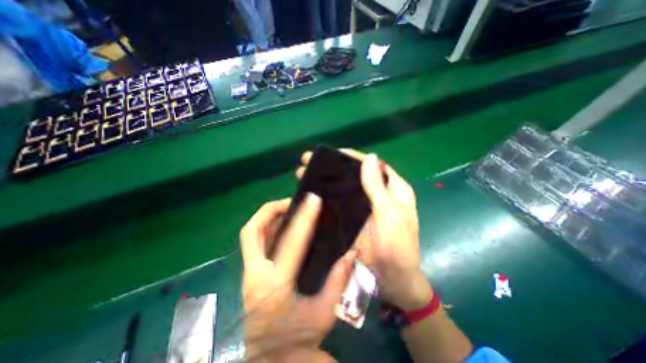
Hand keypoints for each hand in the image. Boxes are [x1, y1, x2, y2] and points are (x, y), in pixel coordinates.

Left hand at [241, 195, 354, 360]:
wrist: (271, 362)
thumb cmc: (298, 338)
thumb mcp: (325, 311)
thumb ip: (338, 279)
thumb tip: (351, 252)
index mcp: (276, 285)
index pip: (291, 241)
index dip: (304, 217)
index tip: (313, 200)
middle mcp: (255, 276)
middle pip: (252, 232)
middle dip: (270, 210)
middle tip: (291, 201)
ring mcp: (247, 275)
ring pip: (250, 236)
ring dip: (267, 217)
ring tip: (288, 209)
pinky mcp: (248, 275)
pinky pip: (254, 243)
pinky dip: (267, 229)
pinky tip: (282, 226)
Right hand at [299, 149, 432, 311]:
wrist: (392, 279)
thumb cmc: (396, 246)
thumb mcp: (390, 214)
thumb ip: (378, 187)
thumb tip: (369, 156)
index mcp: (393, 189)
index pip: (373, 165)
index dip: (354, 157)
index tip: (333, 152)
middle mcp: (380, 194)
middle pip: (357, 174)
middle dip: (335, 167)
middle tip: (310, 162)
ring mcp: (366, 206)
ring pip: (347, 187)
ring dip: (328, 180)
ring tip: (304, 174)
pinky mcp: (355, 217)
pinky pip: (341, 202)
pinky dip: (329, 196)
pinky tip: (313, 192)